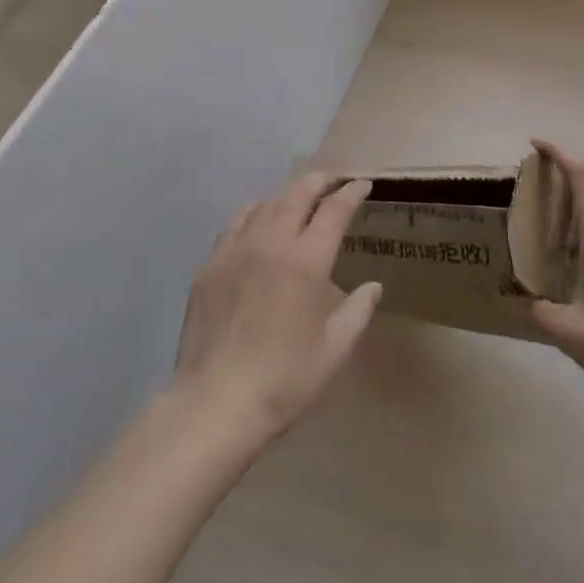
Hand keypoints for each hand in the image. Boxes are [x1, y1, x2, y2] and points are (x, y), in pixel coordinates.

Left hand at [172, 174, 382, 446]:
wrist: (215, 403)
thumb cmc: (284, 381)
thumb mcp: (334, 351)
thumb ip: (357, 312)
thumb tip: (373, 286)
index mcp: (305, 263)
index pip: (333, 211)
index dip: (350, 193)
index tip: (362, 184)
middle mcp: (270, 244)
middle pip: (297, 195)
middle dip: (319, 181)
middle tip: (334, 179)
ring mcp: (235, 252)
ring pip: (265, 205)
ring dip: (287, 195)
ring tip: (300, 197)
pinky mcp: (210, 266)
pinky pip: (235, 224)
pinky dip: (254, 213)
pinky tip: (258, 219)